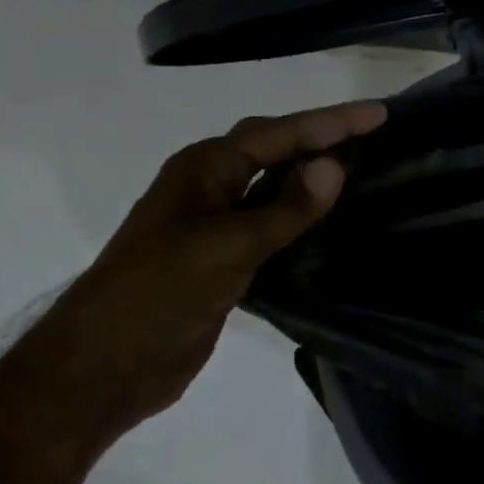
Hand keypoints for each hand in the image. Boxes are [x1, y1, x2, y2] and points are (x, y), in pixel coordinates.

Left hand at [2, 101, 386, 458]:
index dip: (332, 122)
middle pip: (278, 150)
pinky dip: (306, 220)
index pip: (281, 133)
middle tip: (377, 133)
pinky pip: (276, 227)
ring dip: (316, 178)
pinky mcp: (227, 261)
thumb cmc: (158, 293)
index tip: (380, 114)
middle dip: (325, 138)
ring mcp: (218, 225)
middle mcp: (212, 188)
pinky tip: (336, 224)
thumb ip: (285, 209)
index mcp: (205, 169)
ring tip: (366, 170)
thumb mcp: (226, 246)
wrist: (104, 369)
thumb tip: (335, 166)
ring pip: (277, 190)